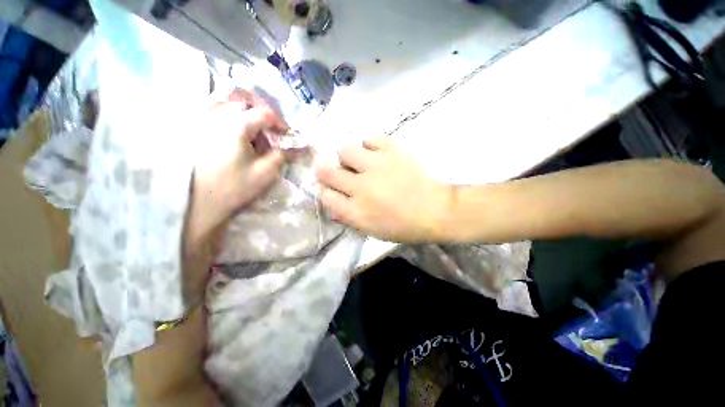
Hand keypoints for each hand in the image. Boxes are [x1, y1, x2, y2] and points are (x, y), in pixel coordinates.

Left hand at [183, 91, 287, 298]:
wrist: (199, 203)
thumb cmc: (235, 187)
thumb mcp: (266, 173)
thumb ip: (283, 156)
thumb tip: (299, 147)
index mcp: (237, 125)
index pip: (264, 114)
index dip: (280, 123)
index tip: (288, 135)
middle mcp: (217, 116)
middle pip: (245, 104)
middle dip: (262, 115)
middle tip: (270, 132)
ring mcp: (201, 121)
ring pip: (225, 103)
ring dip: (243, 112)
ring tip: (251, 128)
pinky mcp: (193, 130)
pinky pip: (210, 110)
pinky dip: (224, 113)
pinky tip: (230, 128)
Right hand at [316, 138, 452, 242]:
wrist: (435, 210)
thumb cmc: (403, 226)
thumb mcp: (371, 230)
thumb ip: (348, 216)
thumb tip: (331, 199)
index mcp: (356, 211)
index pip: (325, 196)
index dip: (323, 191)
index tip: (328, 189)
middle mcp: (361, 187)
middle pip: (327, 171)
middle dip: (325, 171)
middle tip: (335, 172)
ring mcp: (376, 166)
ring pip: (344, 150)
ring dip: (347, 157)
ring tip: (358, 163)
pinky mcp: (392, 151)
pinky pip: (369, 139)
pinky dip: (368, 145)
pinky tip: (374, 154)